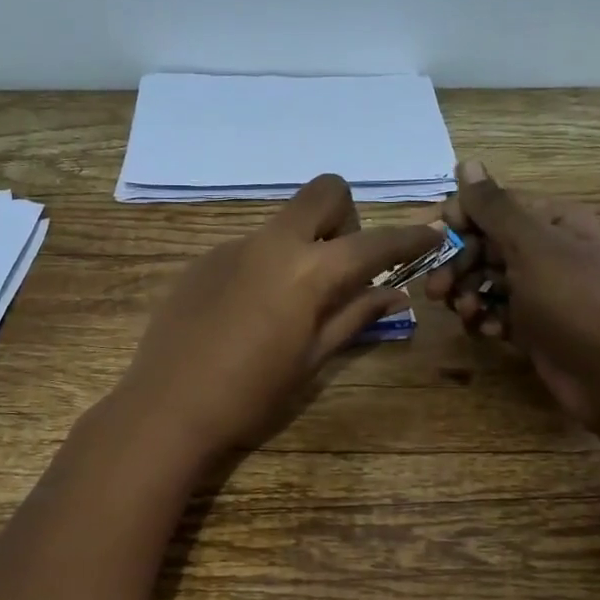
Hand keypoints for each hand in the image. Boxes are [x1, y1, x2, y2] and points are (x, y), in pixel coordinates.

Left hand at [120, 175, 442, 459]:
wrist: (167, 406)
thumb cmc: (250, 395)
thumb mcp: (312, 361)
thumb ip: (354, 317)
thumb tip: (394, 294)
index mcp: (308, 271)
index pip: (374, 242)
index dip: (409, 237)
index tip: (431, 235)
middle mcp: (272, 243)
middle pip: (325, 192)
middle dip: (347, 218)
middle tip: (342, 267)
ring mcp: (232, 246)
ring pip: (284, 222)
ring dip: (304, 244)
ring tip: (292, 301)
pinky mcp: (203, 260)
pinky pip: (250, 246)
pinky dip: (267, 264)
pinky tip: (249, 311)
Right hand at [423, 160, 599, 427]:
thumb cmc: (575, 302)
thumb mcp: (533, 247)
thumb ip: (495, 208)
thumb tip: (467, 162)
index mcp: (554, 221)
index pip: (496, 206)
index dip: (462, 219)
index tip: (433, 240)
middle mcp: (547, 251)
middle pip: (486, 245)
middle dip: (459, 265)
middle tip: (436, 290)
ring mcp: (541, 291)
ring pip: (487, 281)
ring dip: (469, 295)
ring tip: (467, 314)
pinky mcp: (535, 325)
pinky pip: (499, 312)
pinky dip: (488, 320)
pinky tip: (490, 333)